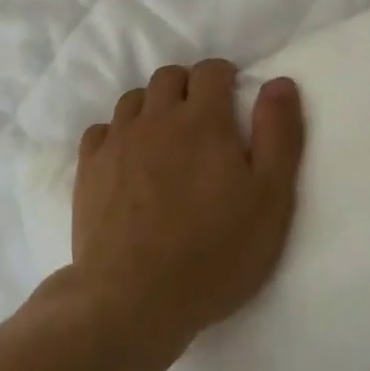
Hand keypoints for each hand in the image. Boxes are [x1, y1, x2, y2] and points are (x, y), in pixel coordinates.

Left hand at [67, 60, 304, 368]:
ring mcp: (118, 141)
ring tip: (165, 138)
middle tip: (202, 118)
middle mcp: (157, 118)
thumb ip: (278, 134)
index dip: (224, 76)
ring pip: (134, 99)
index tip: (232, 96)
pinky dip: (117, 133)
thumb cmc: (215, 252)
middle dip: (188, 86)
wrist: (134, 300)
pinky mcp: (89, 169)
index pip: (210, 70)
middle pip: (169, 76)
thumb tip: (280, 82)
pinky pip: (101, 130)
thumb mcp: (270, 198)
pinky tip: (126, 158)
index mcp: (203, 119)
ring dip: (153, 106)